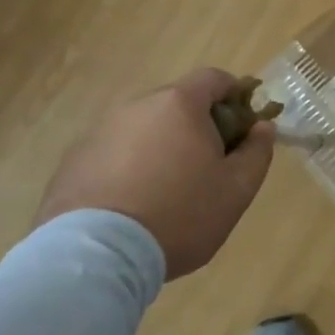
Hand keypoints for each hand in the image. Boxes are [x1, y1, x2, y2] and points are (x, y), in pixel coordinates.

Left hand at [35, 68, 274, 278]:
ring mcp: (99, 131)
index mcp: (179, 103)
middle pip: (176, 103)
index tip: (243, 125)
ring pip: (143, 128)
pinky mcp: (72, 161)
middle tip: (208, 165)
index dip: (234, 95)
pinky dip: (128, 167)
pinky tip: (132, 204)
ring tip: (166, 191)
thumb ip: (257, 152)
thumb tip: (262, 127)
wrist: (95, 256)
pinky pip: (113, 153)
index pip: (213, 78)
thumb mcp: (237, 189)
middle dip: (197, 125)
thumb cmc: (179, 215)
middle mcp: (137, 106)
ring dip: (160, 146)